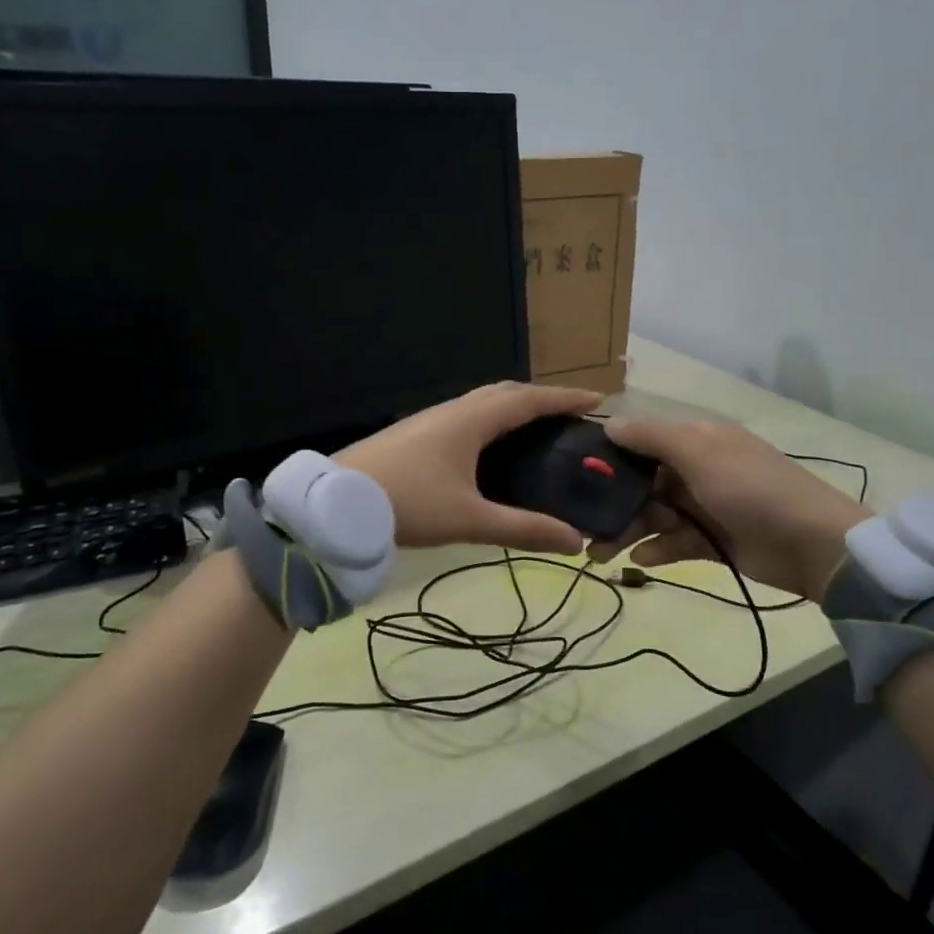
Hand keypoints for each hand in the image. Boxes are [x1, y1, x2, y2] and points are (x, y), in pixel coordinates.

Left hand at [337, 382, 602, 553]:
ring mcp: (429, 419)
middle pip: (505, 393)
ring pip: (480, 402)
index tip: (597, 399)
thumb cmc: (408, 504)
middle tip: (568, 416)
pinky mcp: (413, 434)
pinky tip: (487, 447)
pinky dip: (489, 420)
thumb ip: (522, 529)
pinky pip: (464, 415)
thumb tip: (574, 541)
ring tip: (535, 429)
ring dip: (512, 407)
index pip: (528, 400)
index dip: (564, 399)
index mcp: (471, 421)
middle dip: (540, 399)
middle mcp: (452, 411)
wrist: (336, 504)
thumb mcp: (469, 519)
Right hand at [587, 418, 870, 599]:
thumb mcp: (700, 453)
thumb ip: (652, 438)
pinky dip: (657, 549)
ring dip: (626, 530)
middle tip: (580, 526)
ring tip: (598, 554)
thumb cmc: (751, 489)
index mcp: (696, 440)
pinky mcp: (712, 541)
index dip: (610, 456)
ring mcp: (705, 506)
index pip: (642, 441)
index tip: (573, 474)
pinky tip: (640, 561)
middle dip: (612, 502)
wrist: (811, 544)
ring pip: (653, 515)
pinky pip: (674, 542)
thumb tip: (609, 424)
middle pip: (642, 482)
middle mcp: (697, 469)